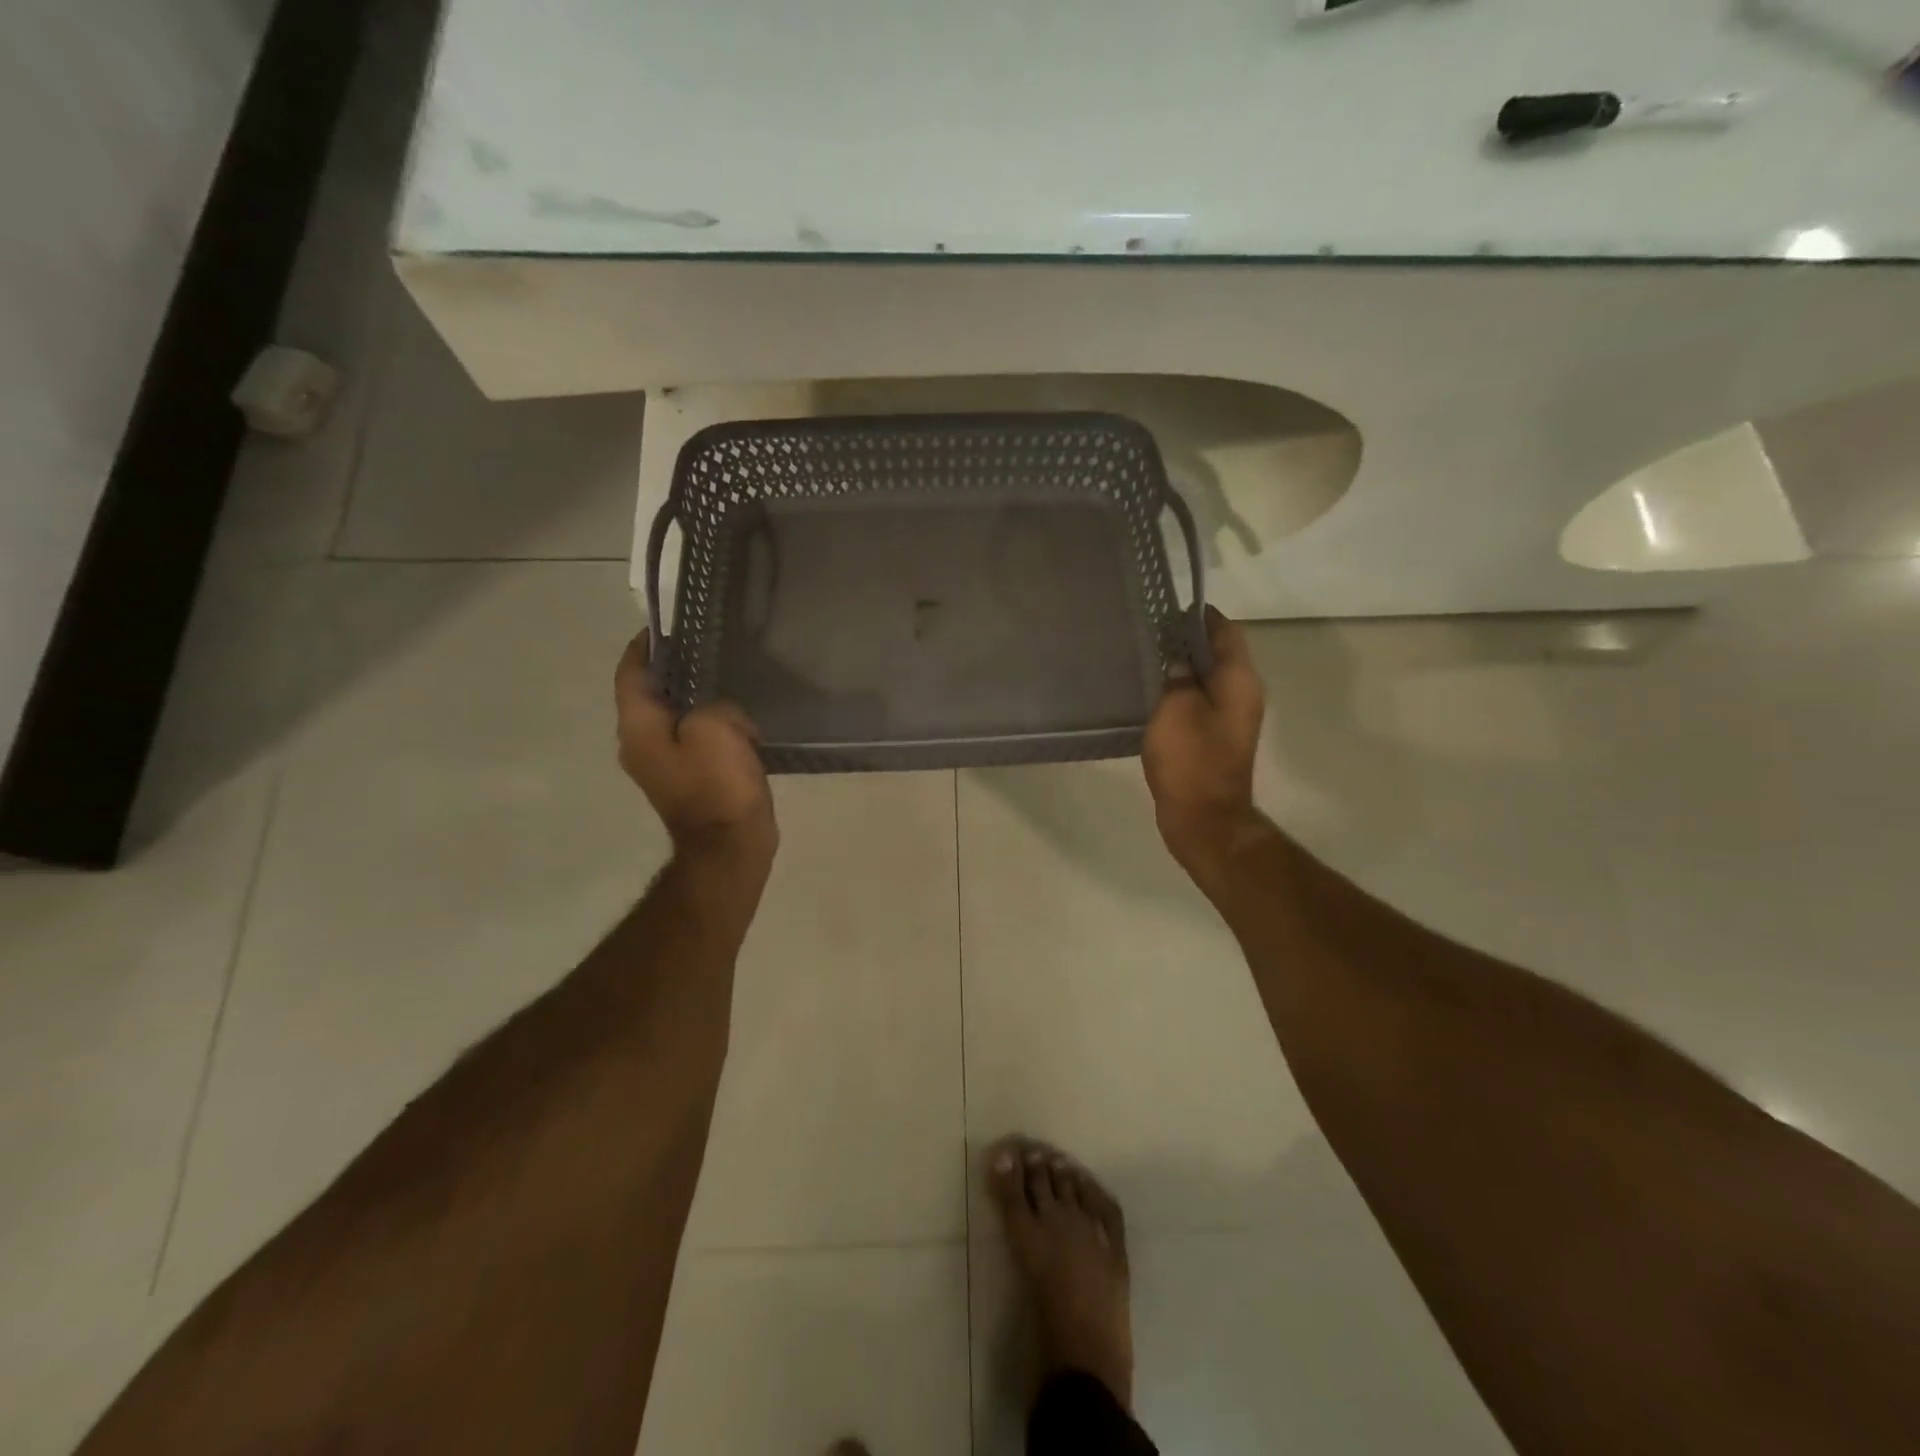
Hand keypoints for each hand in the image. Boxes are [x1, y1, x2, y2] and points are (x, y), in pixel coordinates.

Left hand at [615, 631, 777, 866]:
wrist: (729, 849)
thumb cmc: (717, 787)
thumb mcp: (716, 729)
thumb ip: (714, 705)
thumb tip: (721, 716)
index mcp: (639, 729)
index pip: (630, 676)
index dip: (643, 648)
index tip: (663, 627)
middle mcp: (641, 745)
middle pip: (651, 696)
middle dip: (674, 671)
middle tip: (706, 648)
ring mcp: (664, 766)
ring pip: (676, 719)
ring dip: (696, 700)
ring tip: (727, 679)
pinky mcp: (690, 781)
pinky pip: (695, 741)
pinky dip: (711, 725)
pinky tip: (739, 720)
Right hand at [1142, 608, 1266, 876]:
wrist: (1204, 818)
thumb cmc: (1190, 760)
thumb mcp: (1176, 709)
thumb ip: (1179, 677)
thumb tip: (1180, 660)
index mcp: (1239, 680)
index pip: (1226, 631)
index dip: (1199, 617)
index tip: (1168, 610)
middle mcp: (1243, 693)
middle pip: (1219, 653)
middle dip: (1188, 640)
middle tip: (1150, 633)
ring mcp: (1232, 717)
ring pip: (1209, 678)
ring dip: (1184, 667)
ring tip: (1148, 659)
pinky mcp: (1217, 737)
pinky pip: (1202, 701)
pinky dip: (1182, 692)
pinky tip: (1154, 693)